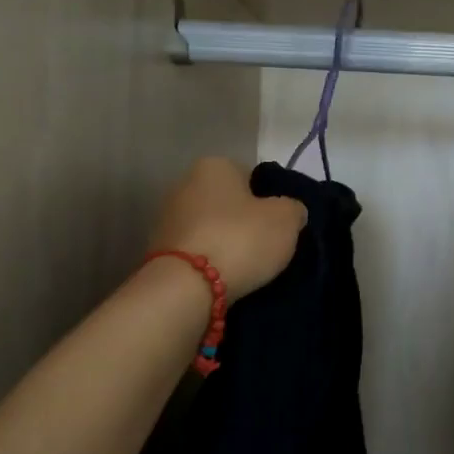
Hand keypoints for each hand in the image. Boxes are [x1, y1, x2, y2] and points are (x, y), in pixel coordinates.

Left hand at [148, 158, 306, 301]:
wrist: (186, 287)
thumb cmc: (240, 239)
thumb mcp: (287, 220)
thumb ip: (293, 208)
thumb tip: (290, 210)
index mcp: (215, 165)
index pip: (252, 176)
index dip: (271, 200)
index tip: (281, 225)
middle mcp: (185, 183)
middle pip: (229, 202)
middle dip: (246, 221)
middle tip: (268, 246)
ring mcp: (168, 218)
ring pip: (212, 227)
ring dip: (228, 242)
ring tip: (249, 267)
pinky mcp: (160, 250)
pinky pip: (198, 251)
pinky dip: (211, 260)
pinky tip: (226, 277)